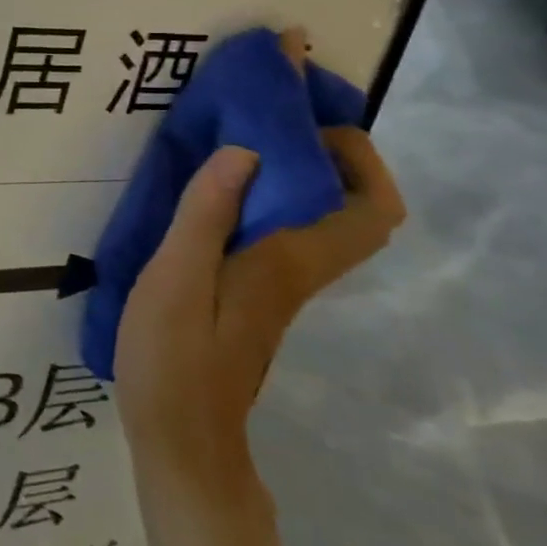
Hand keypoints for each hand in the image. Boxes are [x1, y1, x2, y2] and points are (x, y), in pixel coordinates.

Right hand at [114, 39, 403, 506]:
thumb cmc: (175, 357)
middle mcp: (297, 267)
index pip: (370, 209)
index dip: (361, 157)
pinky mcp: (252, 289)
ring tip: (239, 127)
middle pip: (350, 205)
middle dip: (328, 148)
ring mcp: (276, 281)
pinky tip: (213, 181)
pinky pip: (276, 225)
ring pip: (313, 213)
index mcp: (289, 260)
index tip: (311, 117)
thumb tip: (244, 149)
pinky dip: (261, 190)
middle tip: (273, 109)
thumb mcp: (177, 279)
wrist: (181, 436)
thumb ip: (206, 214)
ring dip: (293, 165)